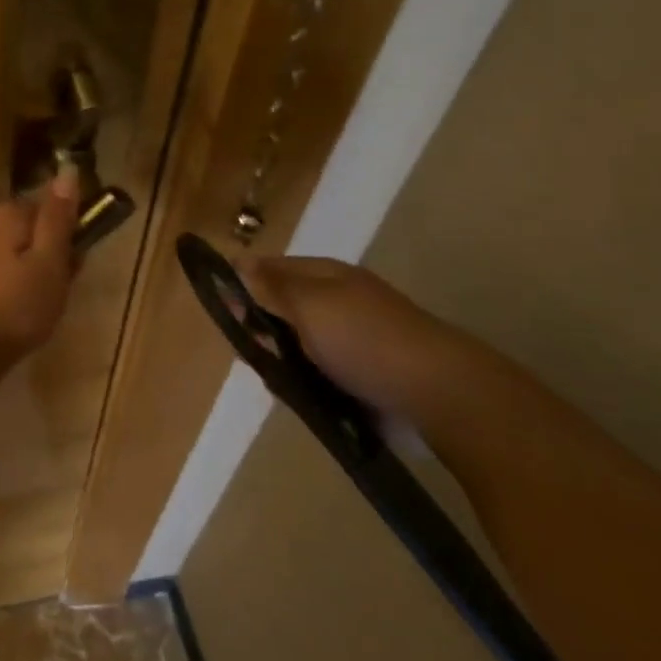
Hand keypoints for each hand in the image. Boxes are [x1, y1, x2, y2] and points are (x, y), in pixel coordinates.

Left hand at [0, 167, 79, 355]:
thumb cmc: (17, 308)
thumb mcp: (50, 264)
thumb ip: (58, 218)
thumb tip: (67, 170)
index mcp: (8, 215)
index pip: (46, 209)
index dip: (64, 236)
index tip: (72, 265)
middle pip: (22, 229)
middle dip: (39, 251)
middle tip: (53, 289)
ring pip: (0, 249)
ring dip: (15, 266)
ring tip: (26, 303)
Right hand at [237, 256, 500, 423]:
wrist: (438, 395)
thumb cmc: (364, 339)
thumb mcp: (308, 304)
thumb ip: (270, 286)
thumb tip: (238, 261)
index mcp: (328, 276)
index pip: (273, 268)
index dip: (245, 284)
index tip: (223, 310)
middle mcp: (340, 302)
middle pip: (283, 309)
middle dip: (262, 329)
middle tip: (251, 350)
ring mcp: (354, 341)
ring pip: (298, 347)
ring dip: (282, 362)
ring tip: (277, 382)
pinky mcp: (364, 377)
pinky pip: (319, 377)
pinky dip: (305, 387)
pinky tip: (299, 399)